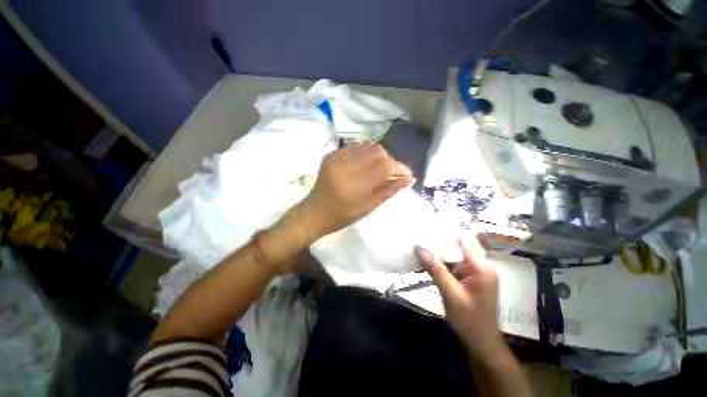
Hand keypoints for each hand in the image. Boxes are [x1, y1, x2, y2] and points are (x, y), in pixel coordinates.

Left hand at [300, 143, 414, 237]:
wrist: (315, 211)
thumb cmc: (342, 216)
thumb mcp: (368, 207)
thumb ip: (389, 191)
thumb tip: (409, 178)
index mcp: (354, 185)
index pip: (384, 166)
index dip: (399, 168)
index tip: (407, 174)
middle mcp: (345, 166)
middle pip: (377, 152)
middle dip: (390, 161)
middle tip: (392, 173)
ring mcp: (336, 157)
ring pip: (368, 146)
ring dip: (379, 156)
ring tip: (380, 169)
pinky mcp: (331, 154)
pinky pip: (356, 147)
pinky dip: (366, 153)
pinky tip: (366, 164)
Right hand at [414, 239, 503, 360]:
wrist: (481, 344)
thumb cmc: (469, 322)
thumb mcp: (451, 295)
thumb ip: (436, 270)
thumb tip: (419, 248)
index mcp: (482, 267)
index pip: (463, 241)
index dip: (445, 233)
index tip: (426, 229)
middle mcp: (482, 265)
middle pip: (460, 245)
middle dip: (440, 241)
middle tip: (421, 237)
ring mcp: (477, 272)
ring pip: (456, 254)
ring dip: (440, 251)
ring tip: (422, 246)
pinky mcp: (471, 278)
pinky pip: (455, 264)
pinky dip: (443, 262)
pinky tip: (429, 261)